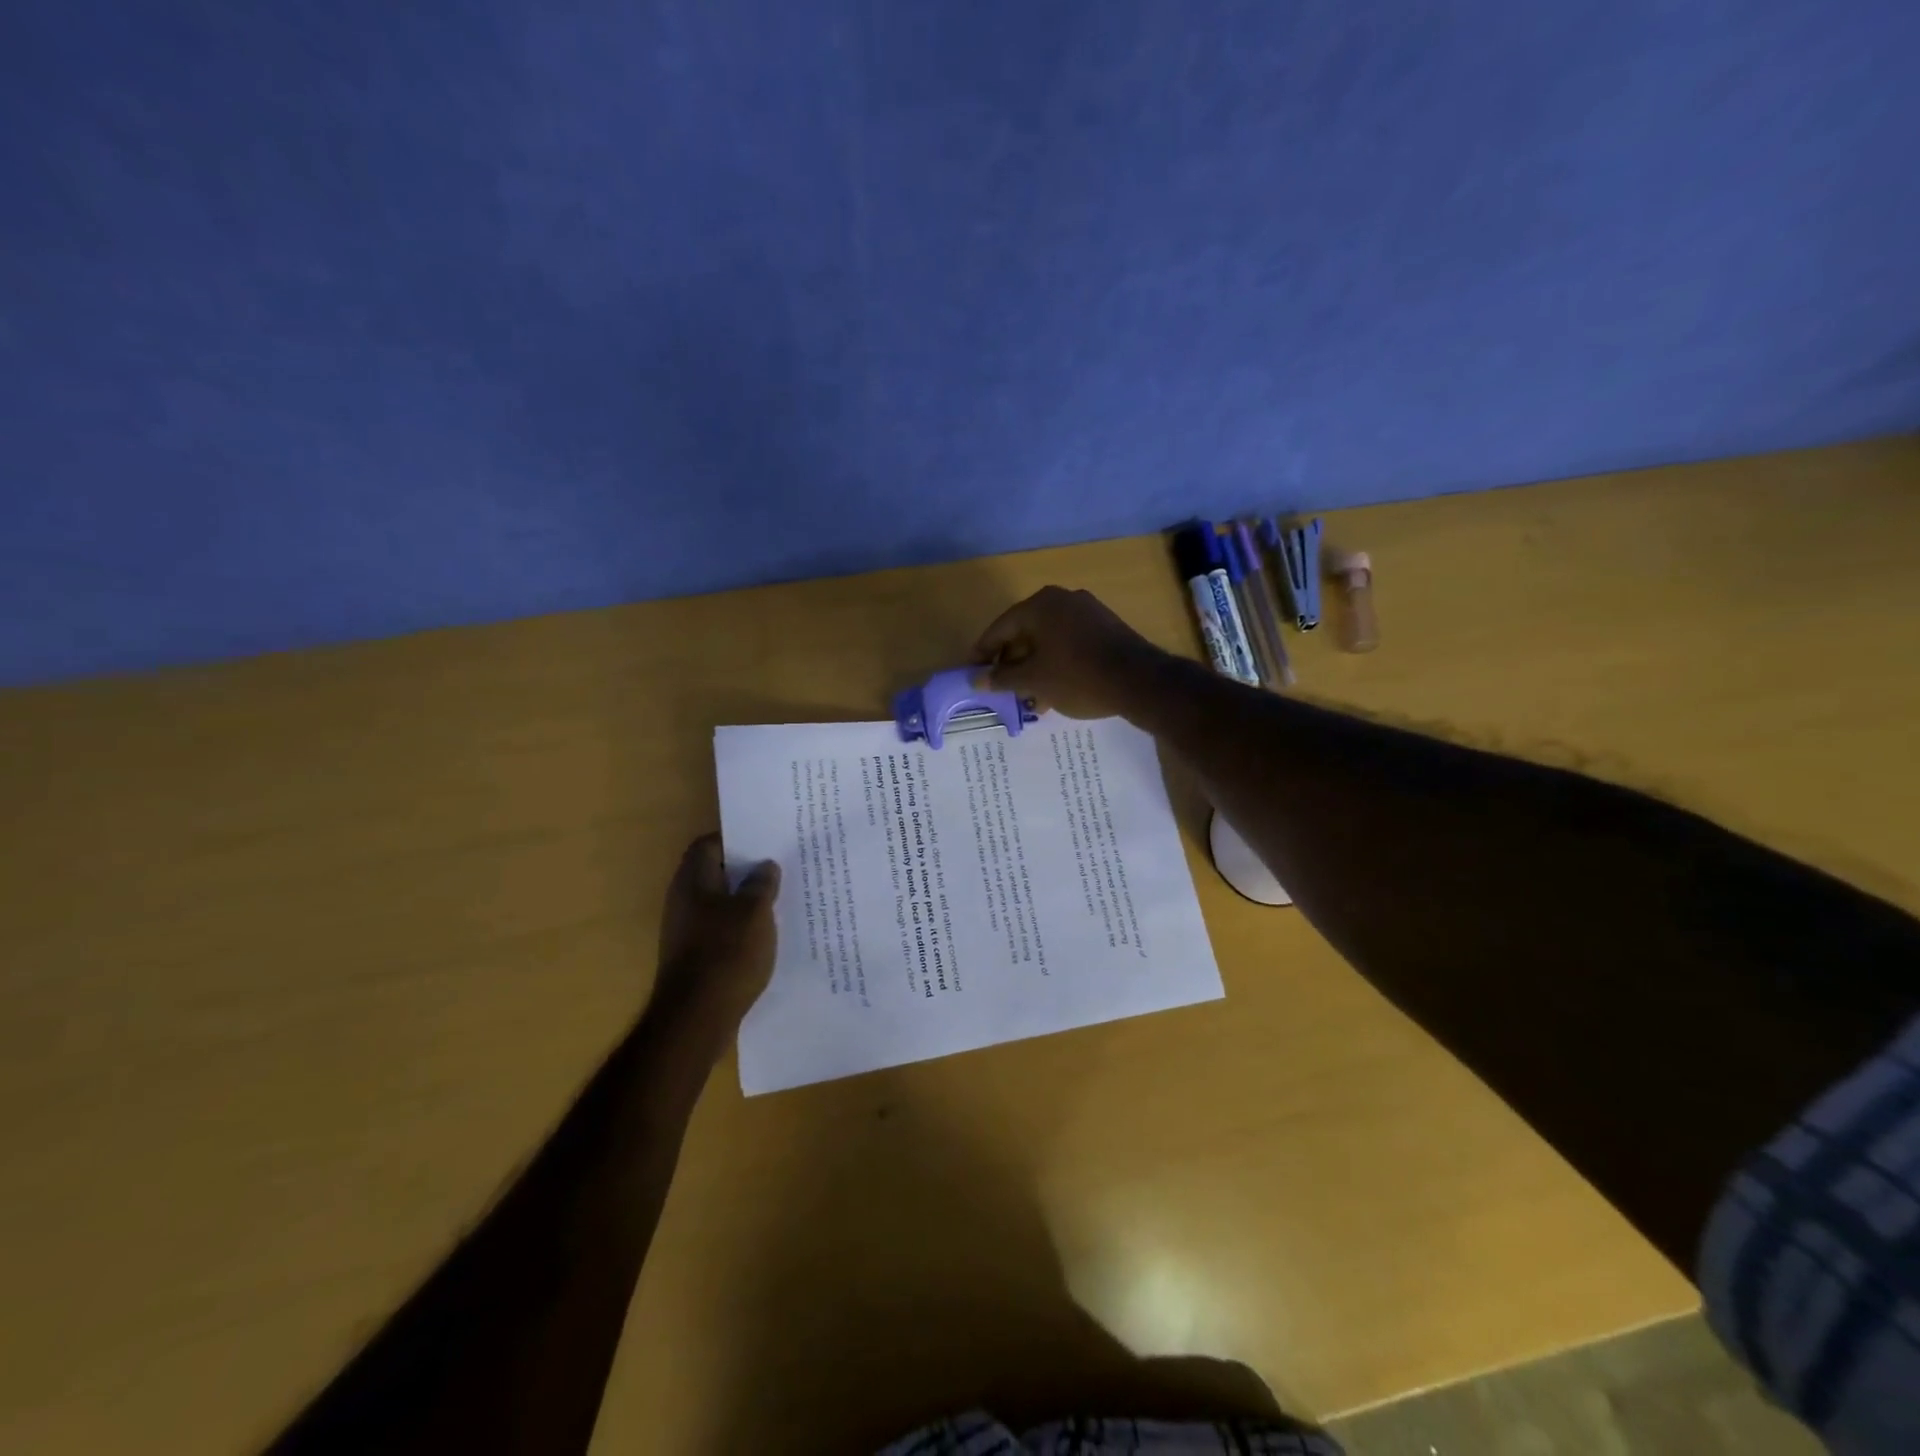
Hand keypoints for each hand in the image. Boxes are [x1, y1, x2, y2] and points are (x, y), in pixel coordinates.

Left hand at [652, 833, 780, 1032]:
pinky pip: (721, 930)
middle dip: (746, 872)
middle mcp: (683, 901)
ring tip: (780, 901)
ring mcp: (686, 931)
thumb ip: (762, 884)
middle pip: (715, 874)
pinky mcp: (695, 956)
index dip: (736, 840)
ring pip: (720, 903)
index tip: (765, 843)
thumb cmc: (726, 953)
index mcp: (692, 881)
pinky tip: (766, 935)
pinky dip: (741, 927)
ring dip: (746, 901)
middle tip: (779, 869)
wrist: (696, 1018)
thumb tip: (764, 866)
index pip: (709, 845)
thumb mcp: (755, 912)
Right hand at [972, 587, 1165, 718]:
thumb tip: (976, 680)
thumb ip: (1002, 678)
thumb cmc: (1077, 677)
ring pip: (1049, 640)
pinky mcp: (1106, 628)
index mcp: (1040, 605)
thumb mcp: (1034, 681)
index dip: (983, 653)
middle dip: (1011, 662)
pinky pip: (1070, 643)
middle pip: (1025, 632)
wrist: (1140, 681)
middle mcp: (1063, 600)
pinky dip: (1057, 664)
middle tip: (1001, 687)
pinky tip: (1055, 690)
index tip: (972, 673)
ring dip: (1035, 667)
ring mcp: (1088, 611)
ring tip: (1028, 697)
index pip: (1000, 628)